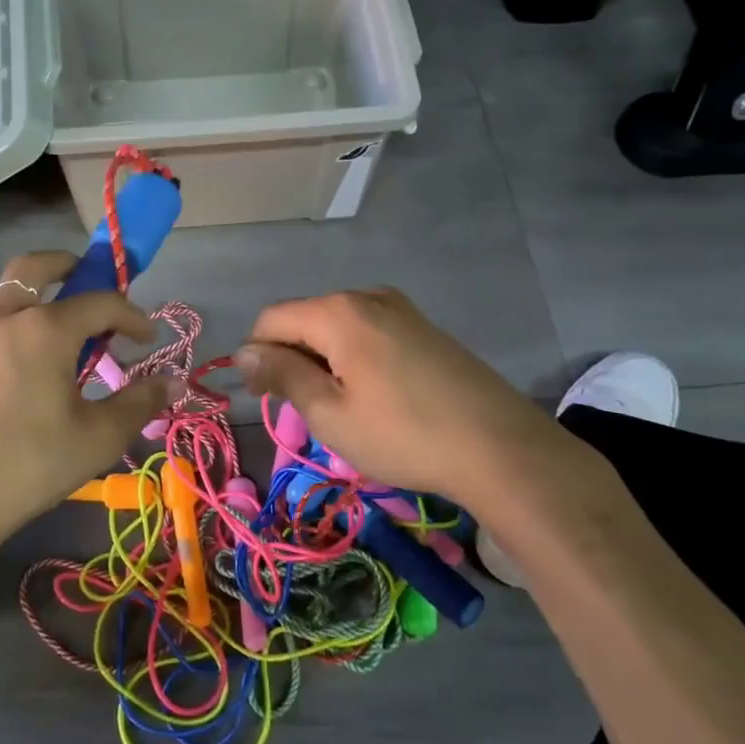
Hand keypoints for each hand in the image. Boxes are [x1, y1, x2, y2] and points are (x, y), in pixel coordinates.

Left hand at [0, 253, 173, 546]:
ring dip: (40, 308)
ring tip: (62, 352)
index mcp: (44, 329)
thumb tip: (174, 381)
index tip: (147, 339)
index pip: (101, 301)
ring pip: (8, 303)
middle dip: (68, 265)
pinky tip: (23, 385)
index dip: (132, 315)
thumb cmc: (28, 466)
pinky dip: (16, 339)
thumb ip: (140, 402)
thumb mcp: (98, 438)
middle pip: (34, 267)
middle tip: (88, 280)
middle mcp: (3, 320)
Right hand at [234, 288, 607, 512]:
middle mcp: (367, 296)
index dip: (257, 357)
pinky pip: (368, 332)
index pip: (271, 320)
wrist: (501, 448)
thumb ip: (283, 375)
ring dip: (323, 361)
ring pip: (337, 327)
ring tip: (343, 408)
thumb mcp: (330, 414)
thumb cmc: (404, 435)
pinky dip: (354, 358)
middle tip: (308, 412)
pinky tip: (376, 396)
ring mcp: (401, 308)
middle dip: (292, 359)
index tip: (267, 399)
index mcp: (338, 311)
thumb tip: (243, 352)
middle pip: (305, 319)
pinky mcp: (424, 327)